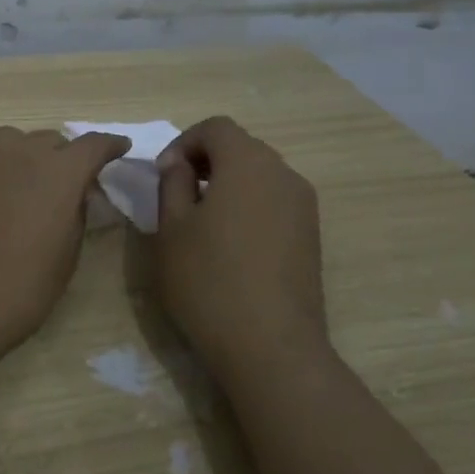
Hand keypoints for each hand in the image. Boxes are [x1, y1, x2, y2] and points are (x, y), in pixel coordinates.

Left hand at [0, 127, 129, 366]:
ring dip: (24, 156)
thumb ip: (75, 214)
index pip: (93, 144)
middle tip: (63, 184)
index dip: (109, 147)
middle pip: (51, 141)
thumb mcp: (65, 258)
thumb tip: (74, 194)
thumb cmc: (15, 290)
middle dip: (63, 158)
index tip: (118, 150)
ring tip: (21, 184)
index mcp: (59, 172)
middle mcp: (20, 150)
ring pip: (12, 141)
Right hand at [155, 116, 329, 379]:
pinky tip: (229, 245)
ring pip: (259, 176)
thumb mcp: (171, 228)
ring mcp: (304, 207)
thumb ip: (172, 183)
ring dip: (227, 184)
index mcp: (248, 164)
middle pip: (242, 148)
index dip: (184, 142)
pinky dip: (248, 206)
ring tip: (200, 221)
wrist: (270, 346)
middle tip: (176, 194)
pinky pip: (274, 202)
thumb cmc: (208, 279)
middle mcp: (284, 174)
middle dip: (205, 161)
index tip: (163, 175)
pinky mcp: (311, 236)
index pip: (216, 128)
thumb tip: (180, 164)